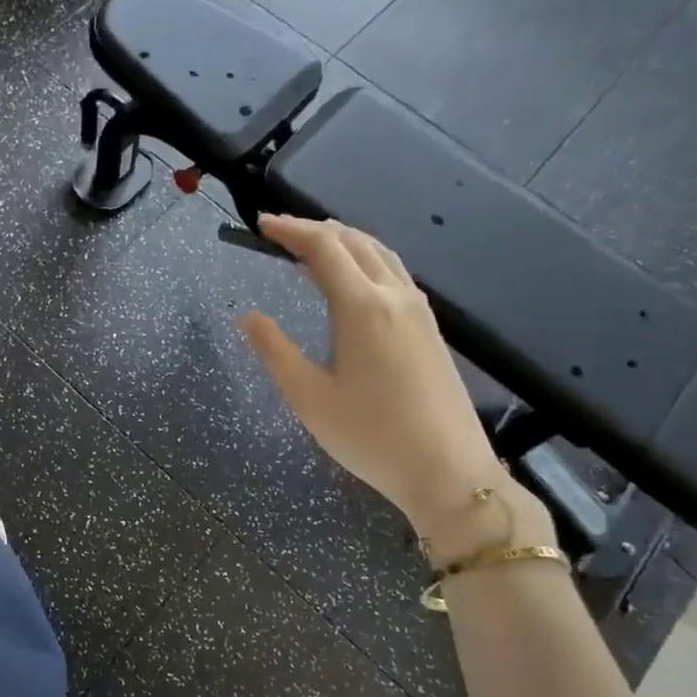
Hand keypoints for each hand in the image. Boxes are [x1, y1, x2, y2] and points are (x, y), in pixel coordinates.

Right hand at [239, 215, 502, 538]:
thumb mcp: (309, 398)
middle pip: (355, 241)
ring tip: (314, 245)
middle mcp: (395, 296)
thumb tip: (248, 317)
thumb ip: (275, 351)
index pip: (323, 248)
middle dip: (315, 229)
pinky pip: (395, 272)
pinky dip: (366, 259)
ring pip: (380, 253)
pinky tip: (355, 278)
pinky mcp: (431, 328)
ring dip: (345, 240)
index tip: (261, 224)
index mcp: (362, 307)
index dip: (290, 230)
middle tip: (280, 232)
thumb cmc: (371, 437)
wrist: (448, 472)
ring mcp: (419, 310)